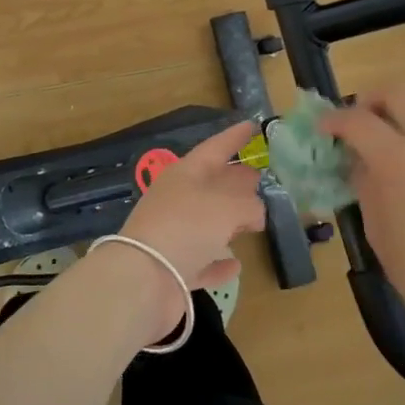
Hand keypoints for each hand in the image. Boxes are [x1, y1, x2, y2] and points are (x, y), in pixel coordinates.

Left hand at [118, 120, 266, 291]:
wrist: (144, 279)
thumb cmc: (187, 227)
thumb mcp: (227, 206)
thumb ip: (249, 204)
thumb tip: (255, 212)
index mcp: (185, 174)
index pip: (215, 148)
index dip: (234, 137)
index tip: (253, 125)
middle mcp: (177, 200)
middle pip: (211, 184)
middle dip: (235, 179)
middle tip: (260, 176)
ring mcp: (173, 236)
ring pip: (207, 222)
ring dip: (229, 220)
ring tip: (256, 218)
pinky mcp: (174, 270)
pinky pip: (202, 260)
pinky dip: (218, 261)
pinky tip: (236, 264)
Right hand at [323, 86, 404, 354]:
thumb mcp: (377, 228)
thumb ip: (366, 186)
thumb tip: (362, 165)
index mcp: (399, 160)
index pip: (358, 120)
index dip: (334, 120)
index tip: (323, 129)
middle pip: (402, 92)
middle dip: (373, 99)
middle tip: (360, 121)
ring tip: (394, 143)